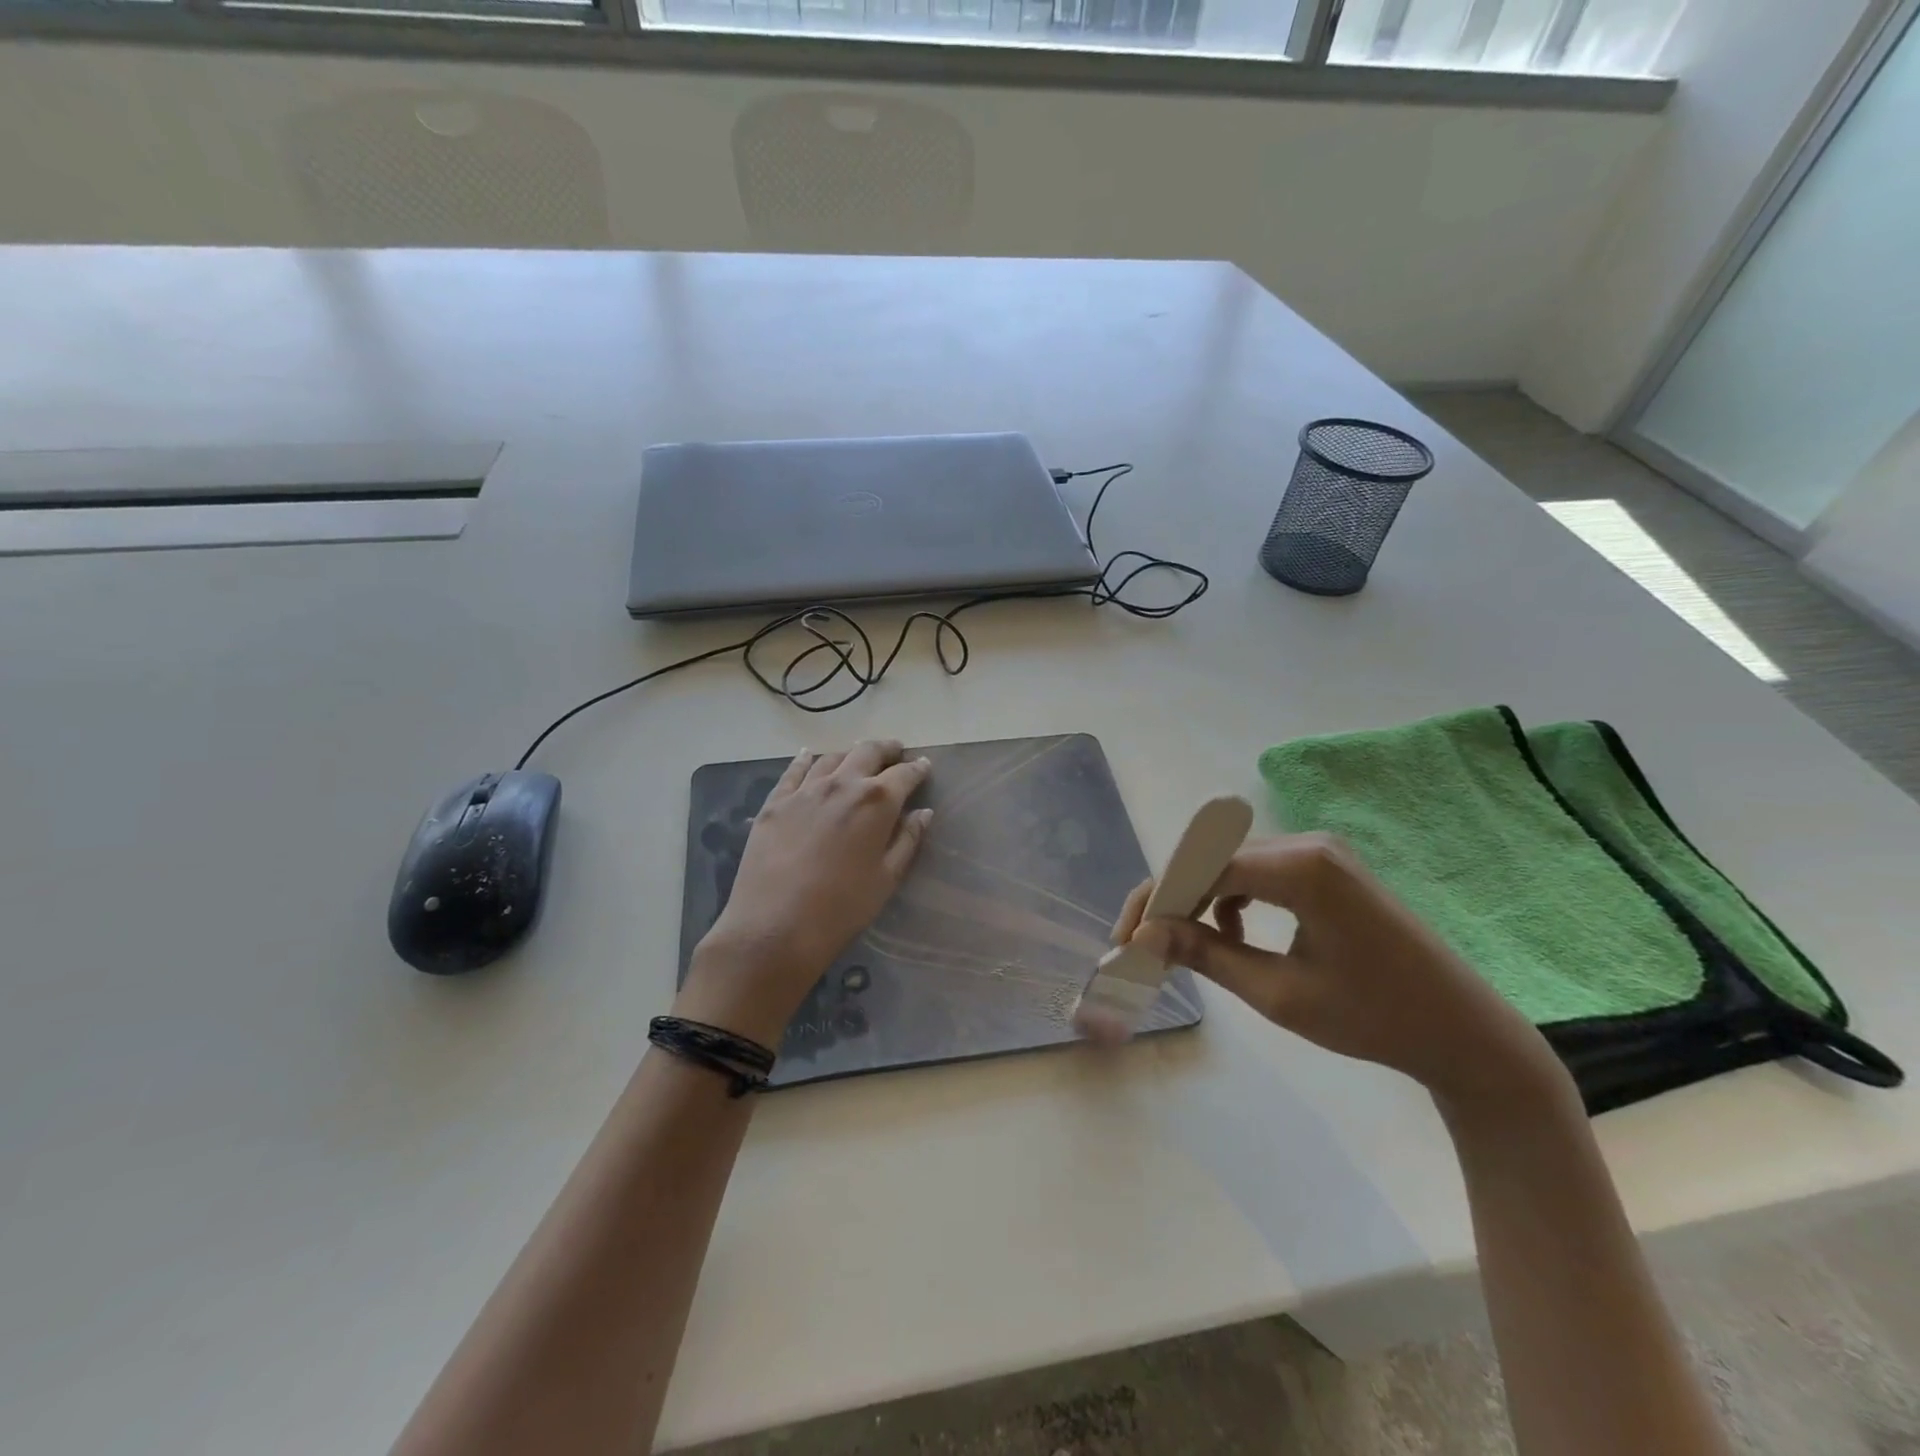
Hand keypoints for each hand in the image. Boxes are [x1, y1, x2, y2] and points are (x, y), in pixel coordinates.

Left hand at [678, 740, 931, 1044]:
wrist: (775, 926)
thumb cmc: (842, 908)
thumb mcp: (886, 878)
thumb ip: (907, 840)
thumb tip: (923, 812)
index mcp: (876, 801)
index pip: (904, 774)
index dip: (917, 768)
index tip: (924, 765)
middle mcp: (842, 784)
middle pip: (867, 753)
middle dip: (886, 749)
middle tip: (895, 751)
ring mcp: (805, 790)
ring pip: (832, 758)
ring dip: (849, 754)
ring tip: (857, 758)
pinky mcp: (775, 802)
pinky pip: (794, 771)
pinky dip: (806, 759)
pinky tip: (809, 755)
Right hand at [1116, 834, 1567, 1115]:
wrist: (1466, 1033)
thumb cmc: (1375, 1019)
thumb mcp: (1279, 994)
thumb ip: (1207, 954)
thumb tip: (1146, 933)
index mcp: (1299, 868)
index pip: (1200, 868)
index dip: (1156, 900)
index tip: (1127, 939)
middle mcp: (1307, 842)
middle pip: (1212, 858)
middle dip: (1171, 898)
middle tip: (1143, 942)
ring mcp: (1321, 851)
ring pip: (1232, 862)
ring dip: (1199, 897)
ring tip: (1182, 943)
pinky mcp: (1329, 866)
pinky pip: (1260, 870)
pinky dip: (1233, 897)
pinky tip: (1234, 933)